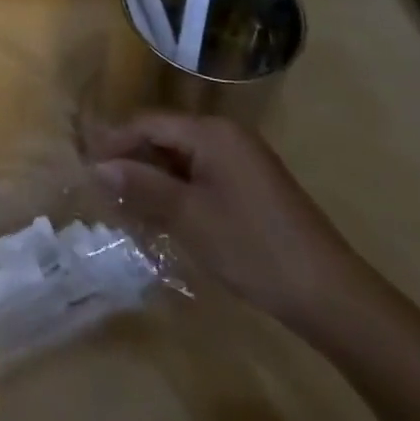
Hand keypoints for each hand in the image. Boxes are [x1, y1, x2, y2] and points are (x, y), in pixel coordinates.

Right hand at [92, 111, 374, 333]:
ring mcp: (243, 160)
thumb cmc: (253, 247)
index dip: (114, 144)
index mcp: (211, 132)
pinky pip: (202, 175)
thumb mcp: (188, 217)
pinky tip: (166, 217)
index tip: (87, 169)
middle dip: (133, 162)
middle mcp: (226, 135)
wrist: (332, 296)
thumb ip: (141, 186)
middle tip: (105, 192)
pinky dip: (179, 191)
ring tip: (129, 208)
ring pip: (182, 158)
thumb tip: (97, 167)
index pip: (147, 124)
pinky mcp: (252, 185)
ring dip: (154, 179)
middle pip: (164, 137)